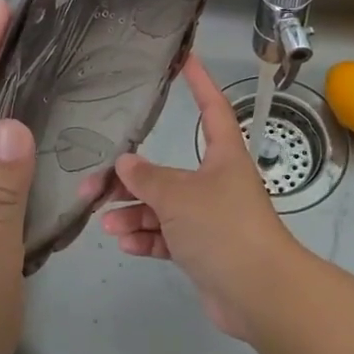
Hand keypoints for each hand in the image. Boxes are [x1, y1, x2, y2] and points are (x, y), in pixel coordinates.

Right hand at [97, 56, 303, 338]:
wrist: (260, 294)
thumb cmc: (223, 228)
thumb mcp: (178, 196)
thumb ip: (147, 178)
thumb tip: (125, 163)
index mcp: (223, 157)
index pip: (212, 108)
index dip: (200, 83)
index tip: (186, 60)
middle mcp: (217, 183)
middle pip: (168, 171)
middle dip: (131, 180)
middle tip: (93, 187)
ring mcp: (210, 219)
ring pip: (163, 208)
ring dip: (134, 214)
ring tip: (106, 224)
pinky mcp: (203, 251)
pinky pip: (168, 237)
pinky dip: (147, 239)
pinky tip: (125, 243)